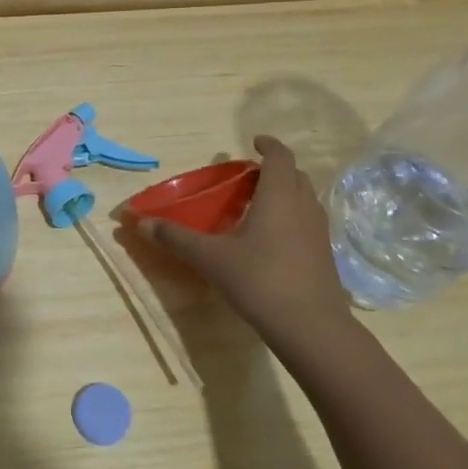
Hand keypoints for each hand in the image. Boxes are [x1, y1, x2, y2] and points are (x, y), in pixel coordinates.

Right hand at [139, 135, 355, 358]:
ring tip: (257, 206)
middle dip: (274, 170)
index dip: (269, 145)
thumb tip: (143, 223)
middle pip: (295, 175)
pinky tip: (270, 239)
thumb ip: (177, 238)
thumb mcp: (211, 258)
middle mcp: (303, 206)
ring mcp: (319, 231)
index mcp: (278, 196)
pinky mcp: (324, 255)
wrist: (311, 327)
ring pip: (304, 199)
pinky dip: (291, 217)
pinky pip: (307, 222)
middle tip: (248, 178)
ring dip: (285, 193)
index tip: (254, 141)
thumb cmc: (260, 281)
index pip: (280, 156)